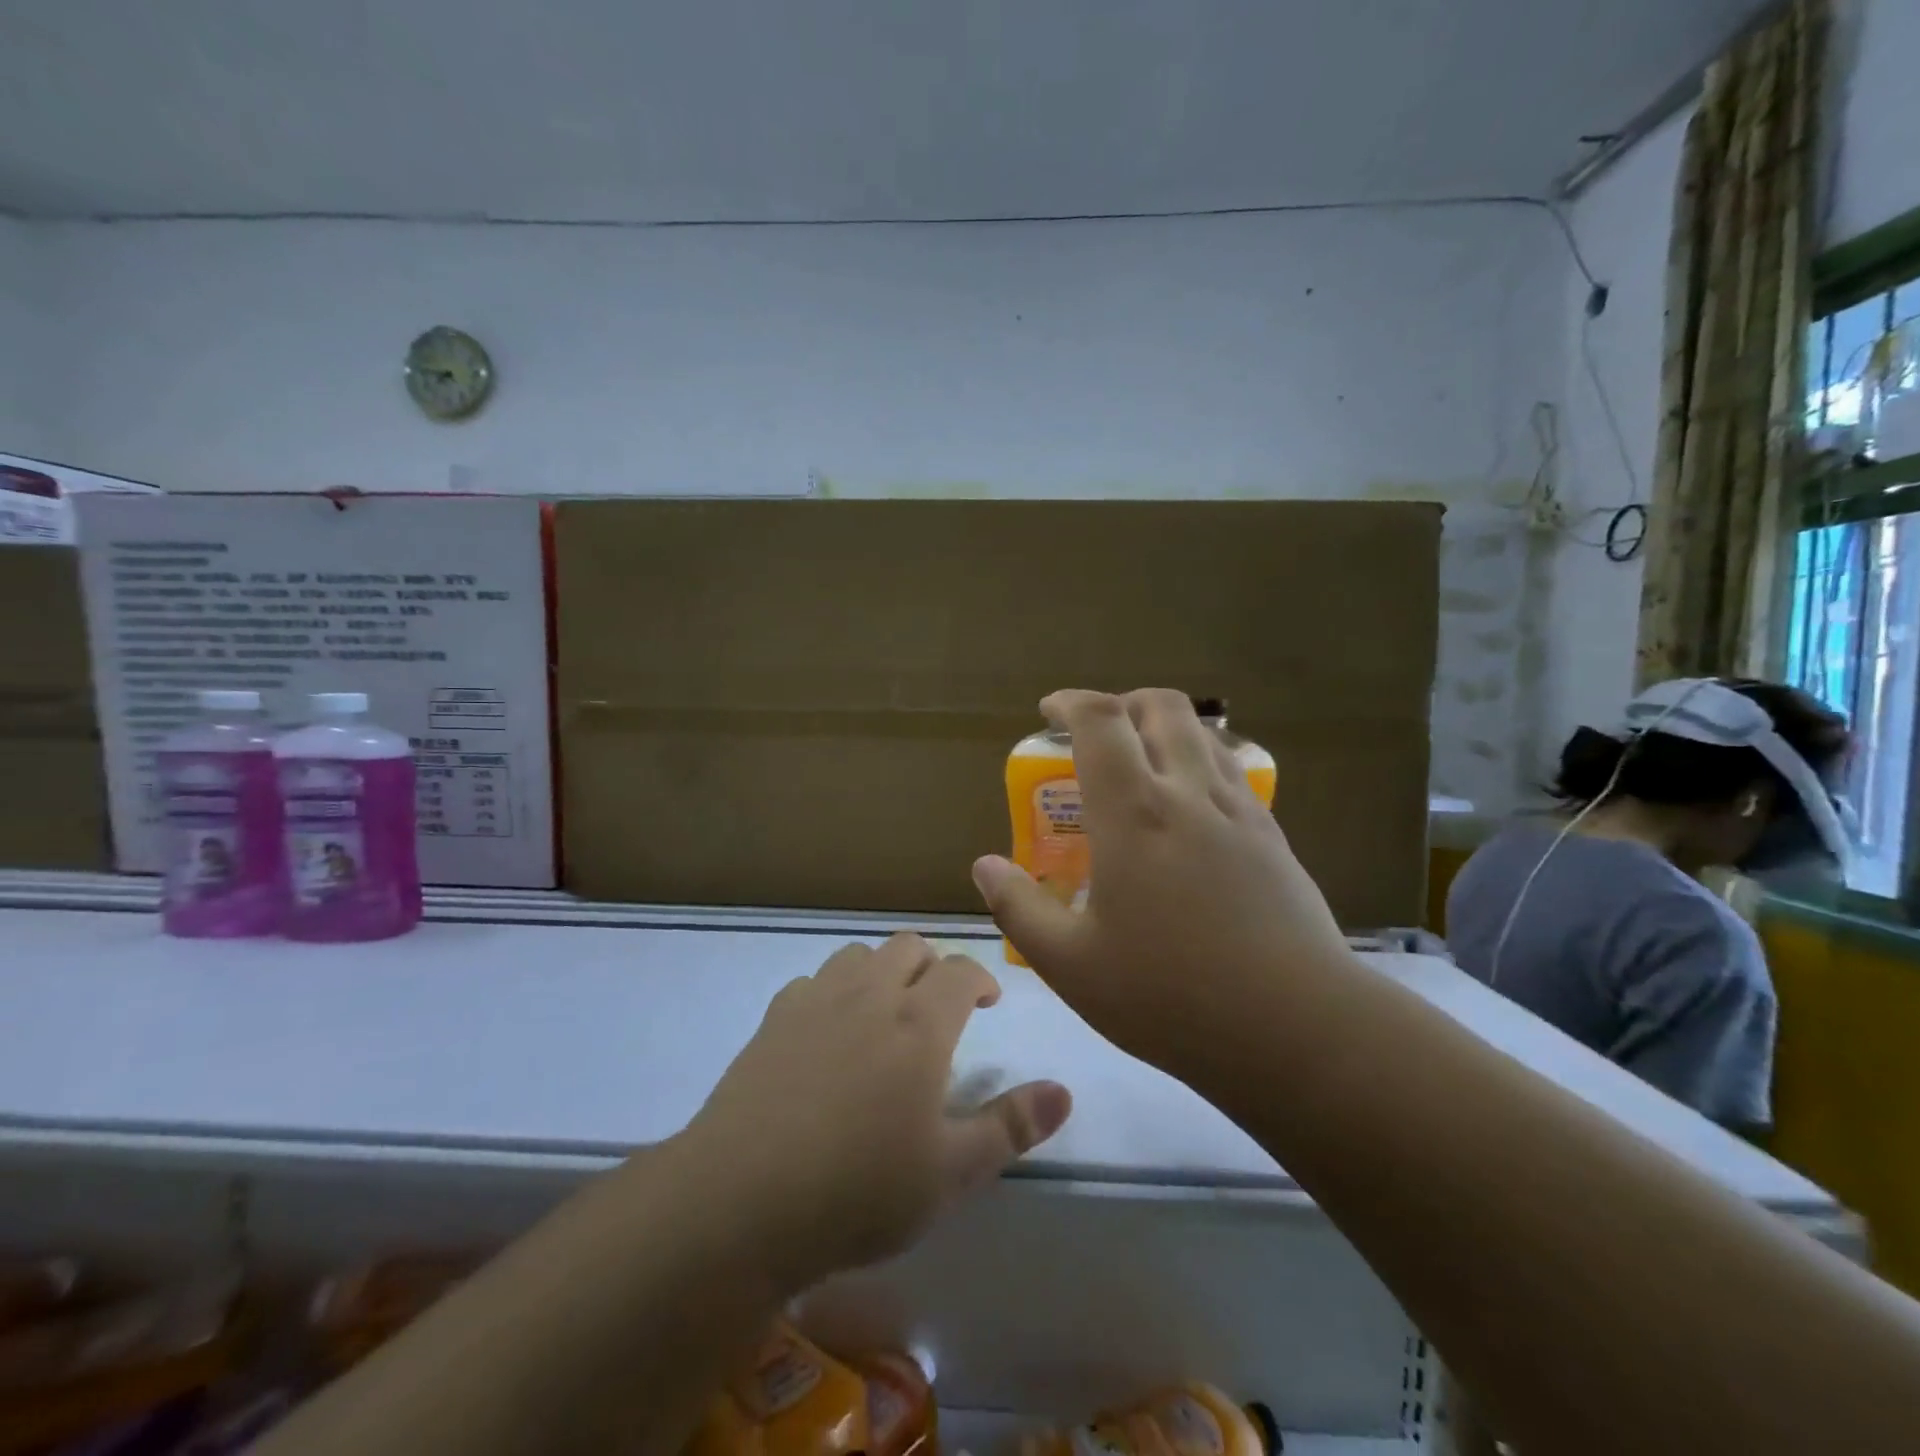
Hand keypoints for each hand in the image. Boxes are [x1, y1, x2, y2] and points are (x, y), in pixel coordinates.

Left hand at [678, 933, 1071, 1292]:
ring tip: (885, 1013)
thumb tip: (1065, 1091)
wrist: (740, 1201)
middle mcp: (869, 994)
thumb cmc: (859, 1190)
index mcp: (919, 1023)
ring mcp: (815, 1001)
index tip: (987, 1002)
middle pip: (907, 946)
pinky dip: (833, 991)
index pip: (960, 971)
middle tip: (939, 1007)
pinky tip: (828, 1032)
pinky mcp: (773, 1020)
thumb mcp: (951, 1173)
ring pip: (858, 954)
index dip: (980, 979)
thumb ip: (1011, 1126)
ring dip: (882, 970)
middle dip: (932, 966)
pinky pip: (812, 981)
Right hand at [973, 688, 1353, 1088]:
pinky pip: (1232, 771)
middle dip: (1122, 704)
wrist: (1297, 1030)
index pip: (1100, 721)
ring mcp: (1240, 812)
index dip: (1070, 702)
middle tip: (1096, 737)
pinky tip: (1188, 812)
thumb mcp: (1071, 965)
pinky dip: (1200, 762)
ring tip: (1141, 767)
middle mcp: (1190, 794)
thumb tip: (985, 866)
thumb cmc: (1170, 996)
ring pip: (1203, 734)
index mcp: (1134, 813)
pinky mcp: (1273, 837)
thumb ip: (1019, 909)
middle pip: (1161, 707)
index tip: (1049, 713)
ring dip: (1164, 730)